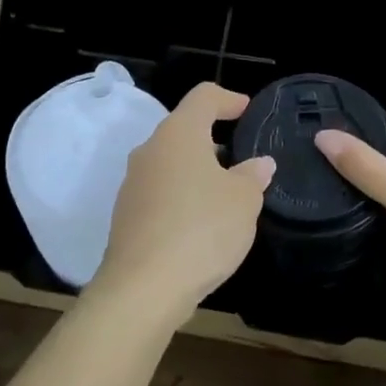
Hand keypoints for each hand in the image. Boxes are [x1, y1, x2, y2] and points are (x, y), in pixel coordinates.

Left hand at [90, 82, 274, 321]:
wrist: (143, 288)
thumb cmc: (201, 229)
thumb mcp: (243, 201)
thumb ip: (252, 176)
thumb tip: (258, 164)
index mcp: (178, 134)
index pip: (203, 96)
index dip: (228, 99)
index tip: (247, 110)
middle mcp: (150, 150)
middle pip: (183, 129)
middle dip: (213, 140)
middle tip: (241, 159)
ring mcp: (133, 183)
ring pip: (170, 163)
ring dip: (197, 171)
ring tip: (226, 195)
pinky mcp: (126, 214)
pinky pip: (160, 192)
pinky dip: (182, 197)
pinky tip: (201, 224)